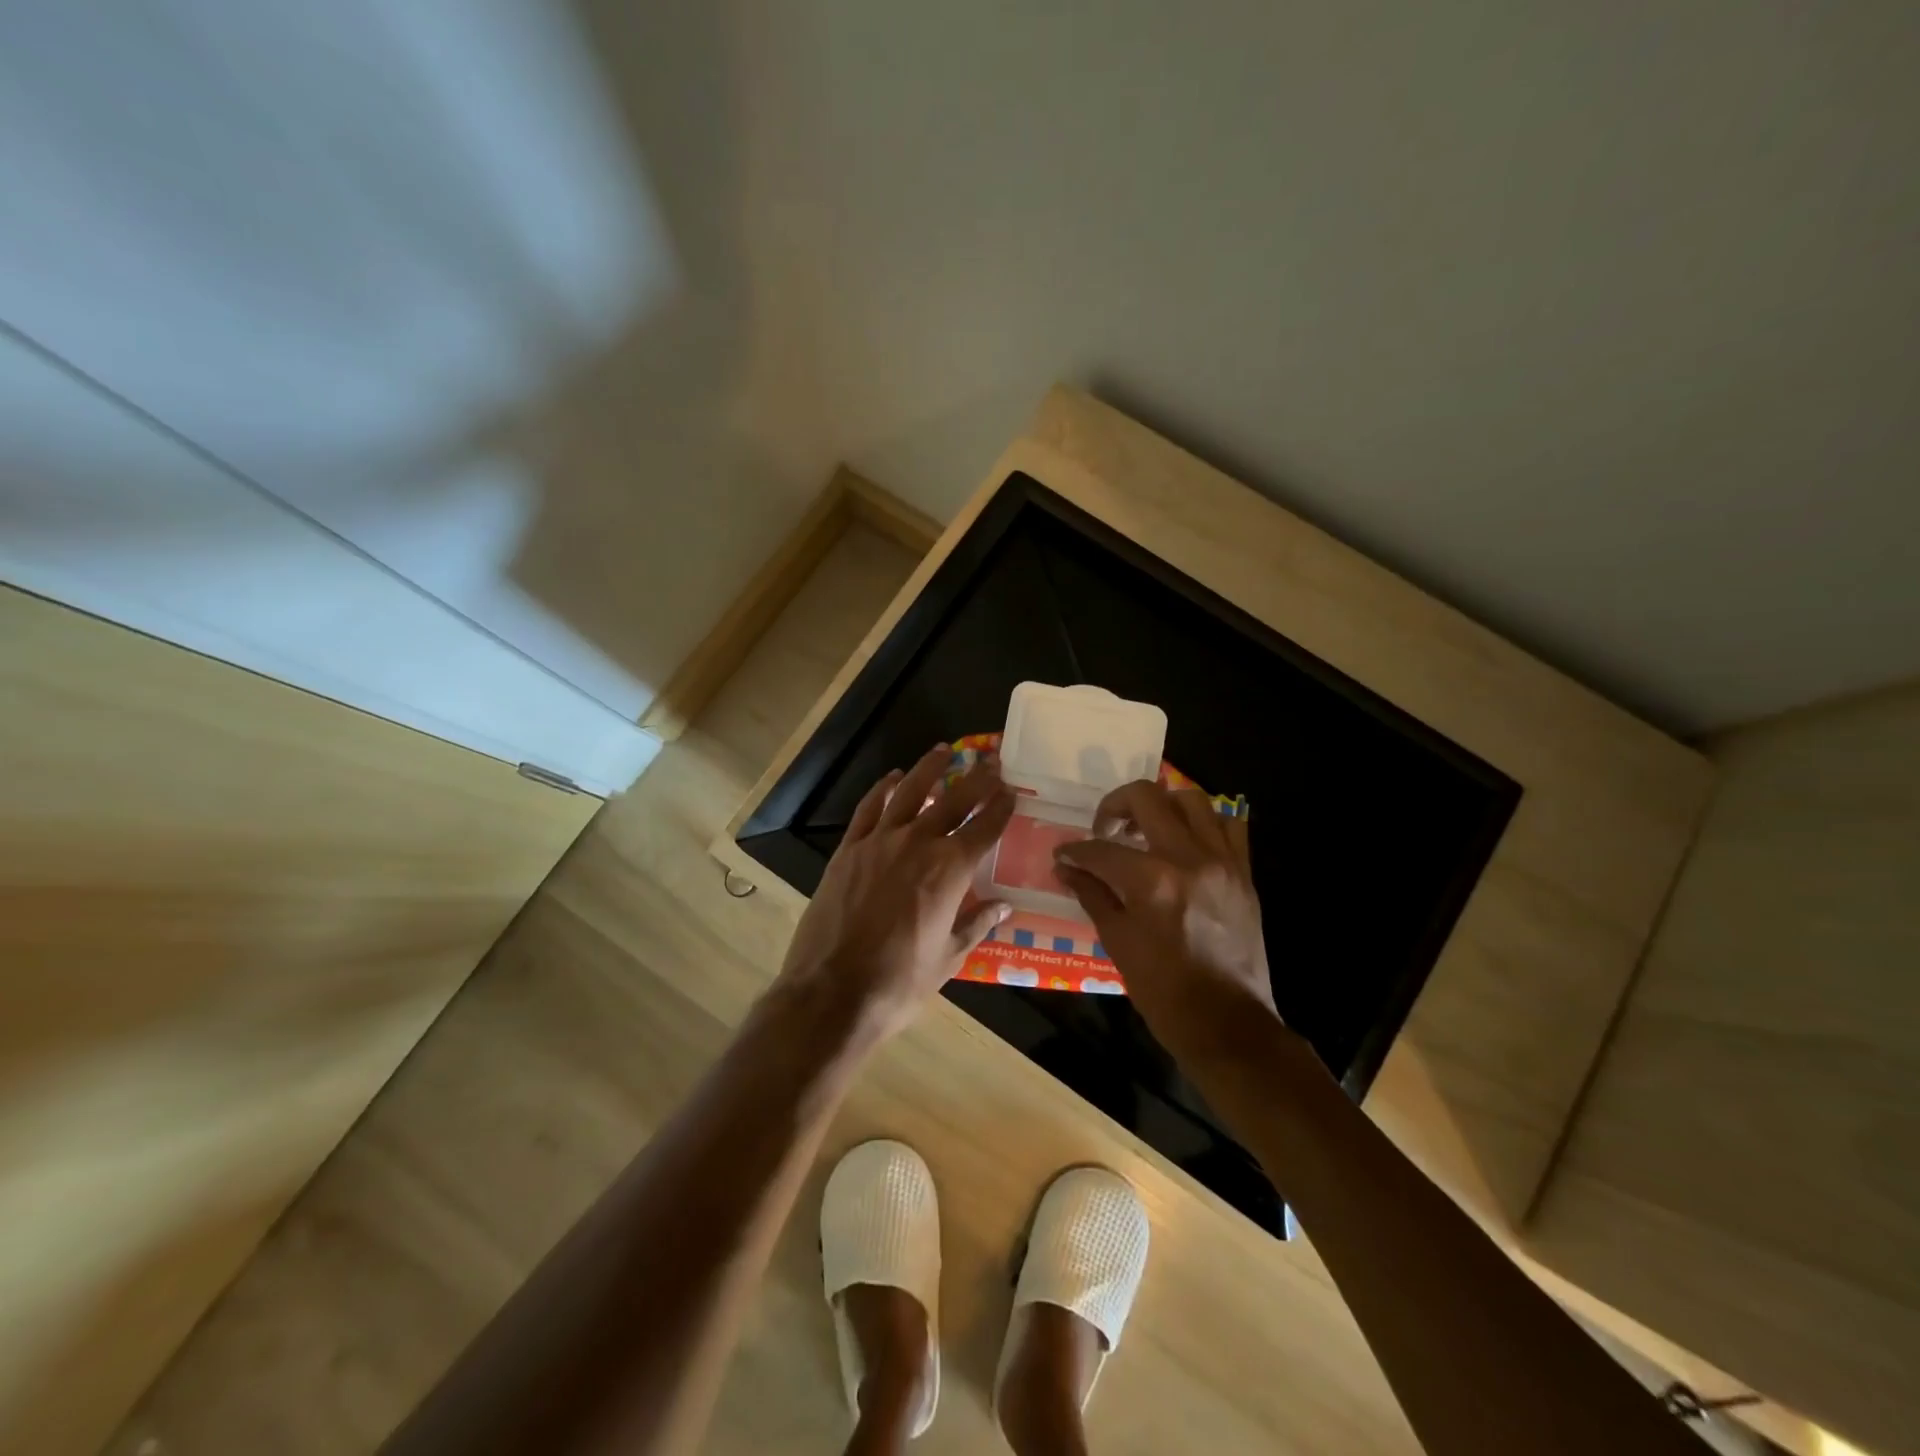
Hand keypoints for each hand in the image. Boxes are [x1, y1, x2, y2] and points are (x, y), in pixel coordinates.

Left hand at [778, 744, 1015, 1039]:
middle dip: (977, 779)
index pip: (984, 828)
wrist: (833, 992)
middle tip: (991, 760)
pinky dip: (882, 789)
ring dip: (929, 769)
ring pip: (910, 792)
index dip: (1001, 808)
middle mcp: (918, 843)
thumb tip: (1003, 906)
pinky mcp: (848, 849)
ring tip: (944, 751)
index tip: (1012, 792)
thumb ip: (977, 924)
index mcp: (950, 870)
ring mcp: (879, 842)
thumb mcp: (950, 957)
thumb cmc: (900, 981)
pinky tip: (892, 778)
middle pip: (954, 801)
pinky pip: (869, 809)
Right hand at [1053, 781, 1278, 1063]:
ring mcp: (1222, 861)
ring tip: (1146, 827)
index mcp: (1152, 881)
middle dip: (1114, 805)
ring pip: (1192, 799)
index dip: (1075, 851)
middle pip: (1146, 798)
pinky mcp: (1244, 872)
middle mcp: (1188, 858)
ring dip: (1162, 804)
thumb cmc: (1164, 992)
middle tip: (1104, 829)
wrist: (1228, 1025)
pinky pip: (1229, 825)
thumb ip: (1093, 895)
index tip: (1064, 855)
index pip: (1101, 849)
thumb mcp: (1118, 943)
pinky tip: (1186, 840)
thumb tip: (1066, 869)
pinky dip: (1205, 822)